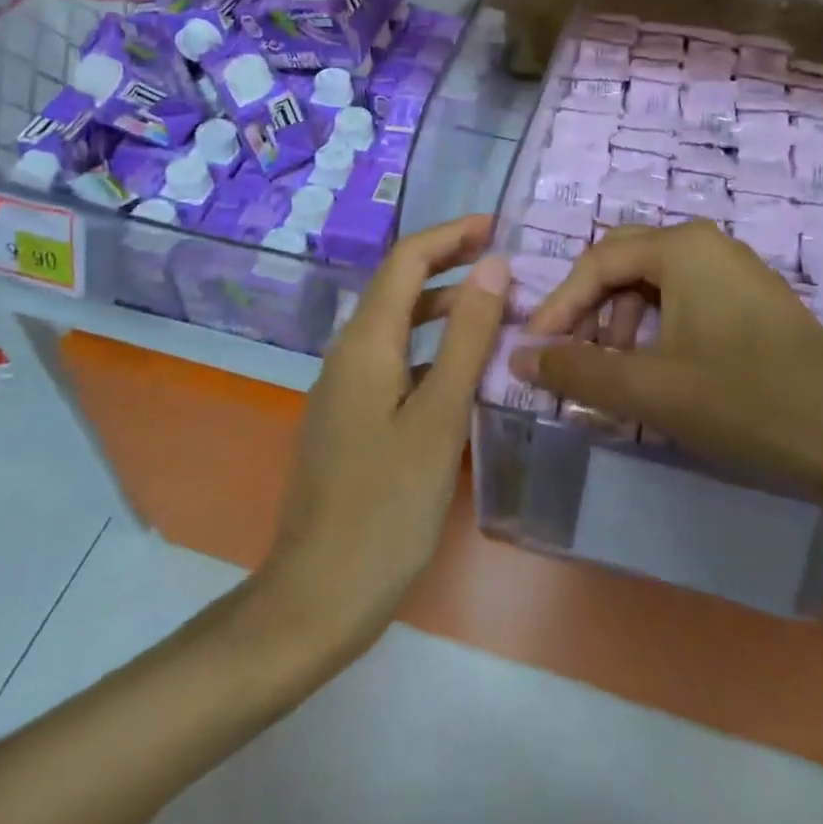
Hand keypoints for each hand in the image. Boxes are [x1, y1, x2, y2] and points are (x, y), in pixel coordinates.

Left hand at [259, 215, 507, 658]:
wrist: (315, 597)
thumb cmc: (385, 506)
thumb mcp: (440, 416)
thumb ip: (467, 337)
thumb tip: (493, 265)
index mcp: (367, 342)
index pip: (407, 258)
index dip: (452, 234)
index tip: (498, 226)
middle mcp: (349, 352)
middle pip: (401, 285)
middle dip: (451, 265)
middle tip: (507, 266)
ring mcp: (346, 386)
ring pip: (399, 325)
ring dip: (445, 308)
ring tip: (498, 312)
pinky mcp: (351, 416)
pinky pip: (396, 361)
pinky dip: (433, 349)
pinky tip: (465, 372)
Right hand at [516, 222, 822, 518]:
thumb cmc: (745, 401)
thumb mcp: (650, 390)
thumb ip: (577, 371)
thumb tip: (518, 356)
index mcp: (681, 247)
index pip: (598, 261)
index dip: (560, 304)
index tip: (536, 348)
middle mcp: (708, 245)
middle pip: (625, 262)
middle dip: (590, 307)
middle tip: (572, 354)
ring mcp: (737, 272)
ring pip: (657, 283)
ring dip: (623, 321)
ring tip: (615, 373)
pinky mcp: (755, 303)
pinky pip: (687, 301)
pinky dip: (658, 329)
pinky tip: (658, 373)